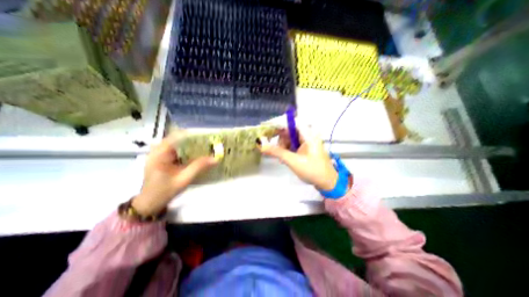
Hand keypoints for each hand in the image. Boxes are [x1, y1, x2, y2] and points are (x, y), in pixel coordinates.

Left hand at [132, 133, 216, 214]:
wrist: (149, 203)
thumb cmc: (164, 191)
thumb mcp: (183, 179)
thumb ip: (199, 167)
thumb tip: (215, 158)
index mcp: (159, 153)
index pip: (176, 136)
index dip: (192, 135)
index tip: (206, 137)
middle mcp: (158, 150)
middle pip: (178, 138)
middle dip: (194, 140)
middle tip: (208, 143)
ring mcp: (159, 154)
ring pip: (178, 144)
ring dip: (191, 145)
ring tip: (205, 147)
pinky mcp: (163, 158)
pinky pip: (177, 150)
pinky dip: (187, 151)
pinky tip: (196, 155)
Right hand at [260, 127, 338, 189]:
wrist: (327, 182)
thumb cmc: (312, 170)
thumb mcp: (293, 161)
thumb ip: (277, 152)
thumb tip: (261, 145)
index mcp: (308, 135)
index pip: (291, 122)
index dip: (278, 122)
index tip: (266, 127)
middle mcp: (308, 135)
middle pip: (289, 130)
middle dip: (280, 139)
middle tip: (272, 148)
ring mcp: (306, 141)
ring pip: (289, 138)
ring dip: (282, 146)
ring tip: (281, 158)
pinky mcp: (305, 147)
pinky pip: (292, 144)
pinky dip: (286, 149)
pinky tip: (284, 158)